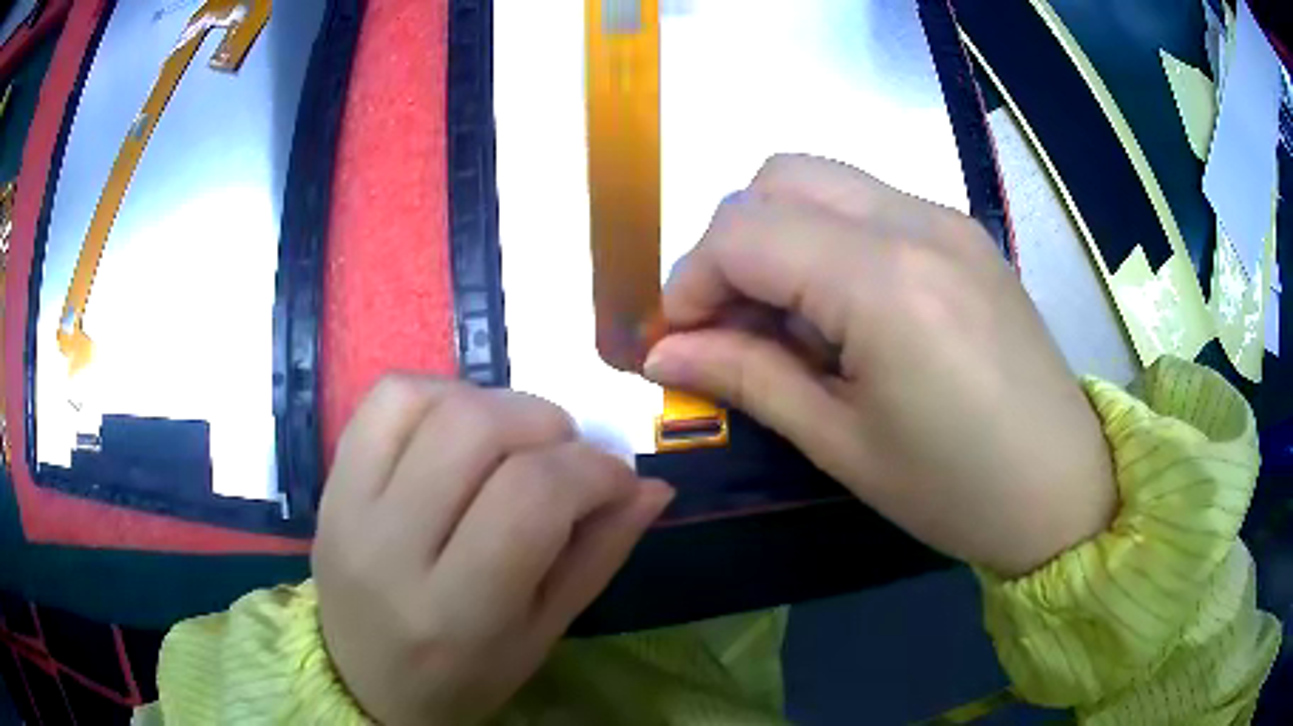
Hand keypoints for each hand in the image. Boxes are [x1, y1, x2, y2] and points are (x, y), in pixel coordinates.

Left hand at [312, 376, 672, 724]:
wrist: (363, 680)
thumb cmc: (463, 675)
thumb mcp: (541, 635)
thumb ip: (598, 557)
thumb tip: (652, 486)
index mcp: (455, 611)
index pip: (531, 498)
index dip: (592, 470)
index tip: (616, 480)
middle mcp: (391, 549)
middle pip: (476, 430)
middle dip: (546, 424)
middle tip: (565, 456)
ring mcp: (348, 506)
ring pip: (427, 401)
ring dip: (493, 403)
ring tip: (512, 443)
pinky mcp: (330, 480)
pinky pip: (385, 400)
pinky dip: (439, 395)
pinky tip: (458, 431)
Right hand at [645, 155, 1114, 576]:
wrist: (1063, 489)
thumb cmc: (955, 489)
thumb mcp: (842, 445)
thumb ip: (748, 378)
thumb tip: (663, 351)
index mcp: (885, 281)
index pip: (744, 231)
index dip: (691, 280)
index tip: (681, 339)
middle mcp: (915, 222)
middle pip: (779, 178)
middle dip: (732, 243)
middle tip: (734, 322)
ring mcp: (946, 219)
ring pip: (823, 180)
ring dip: (780, 235)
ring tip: (790, 321)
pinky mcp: (964, 233)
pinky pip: (870, 203)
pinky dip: (829, 238)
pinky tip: (847, 311)